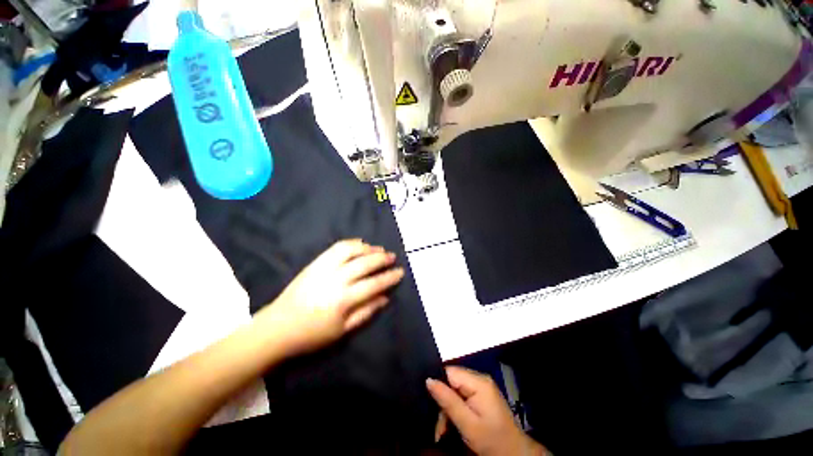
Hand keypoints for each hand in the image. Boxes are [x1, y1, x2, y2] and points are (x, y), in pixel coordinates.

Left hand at [259, 239, 404, 355]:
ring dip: (368, 248)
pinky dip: (351, 243)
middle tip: (392, 257)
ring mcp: (324, 268)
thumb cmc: (312, 334)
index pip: (374, 284)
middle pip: (365, 263)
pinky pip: (336, 247)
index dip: (389, 277)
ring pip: (351, 250)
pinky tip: (360, 244)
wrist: (277, 327)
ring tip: (378, 249)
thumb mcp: (343, 331)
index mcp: (343, 300)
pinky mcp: (315, 263)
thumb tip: (385, 298)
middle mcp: (336, 279)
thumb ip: (366, 312)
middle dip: (382, 259)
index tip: (400, 272)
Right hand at [427, 366, 547, 455]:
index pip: (450, 372)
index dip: (438, 385)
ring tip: (443, 431)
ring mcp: (481, 387)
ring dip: (447, 409)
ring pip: (454, 390)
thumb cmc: (492, 440)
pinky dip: (454, 409)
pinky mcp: (481, 395)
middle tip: (439, 428)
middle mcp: (480, 379)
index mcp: (478, 382)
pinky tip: (452, 425)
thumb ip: (448, 401)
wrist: (515, 454)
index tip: (431, 403)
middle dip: (442, 402)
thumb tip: (429, 380)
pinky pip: (461, 395)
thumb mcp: (467, 424)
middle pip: (451, 382)